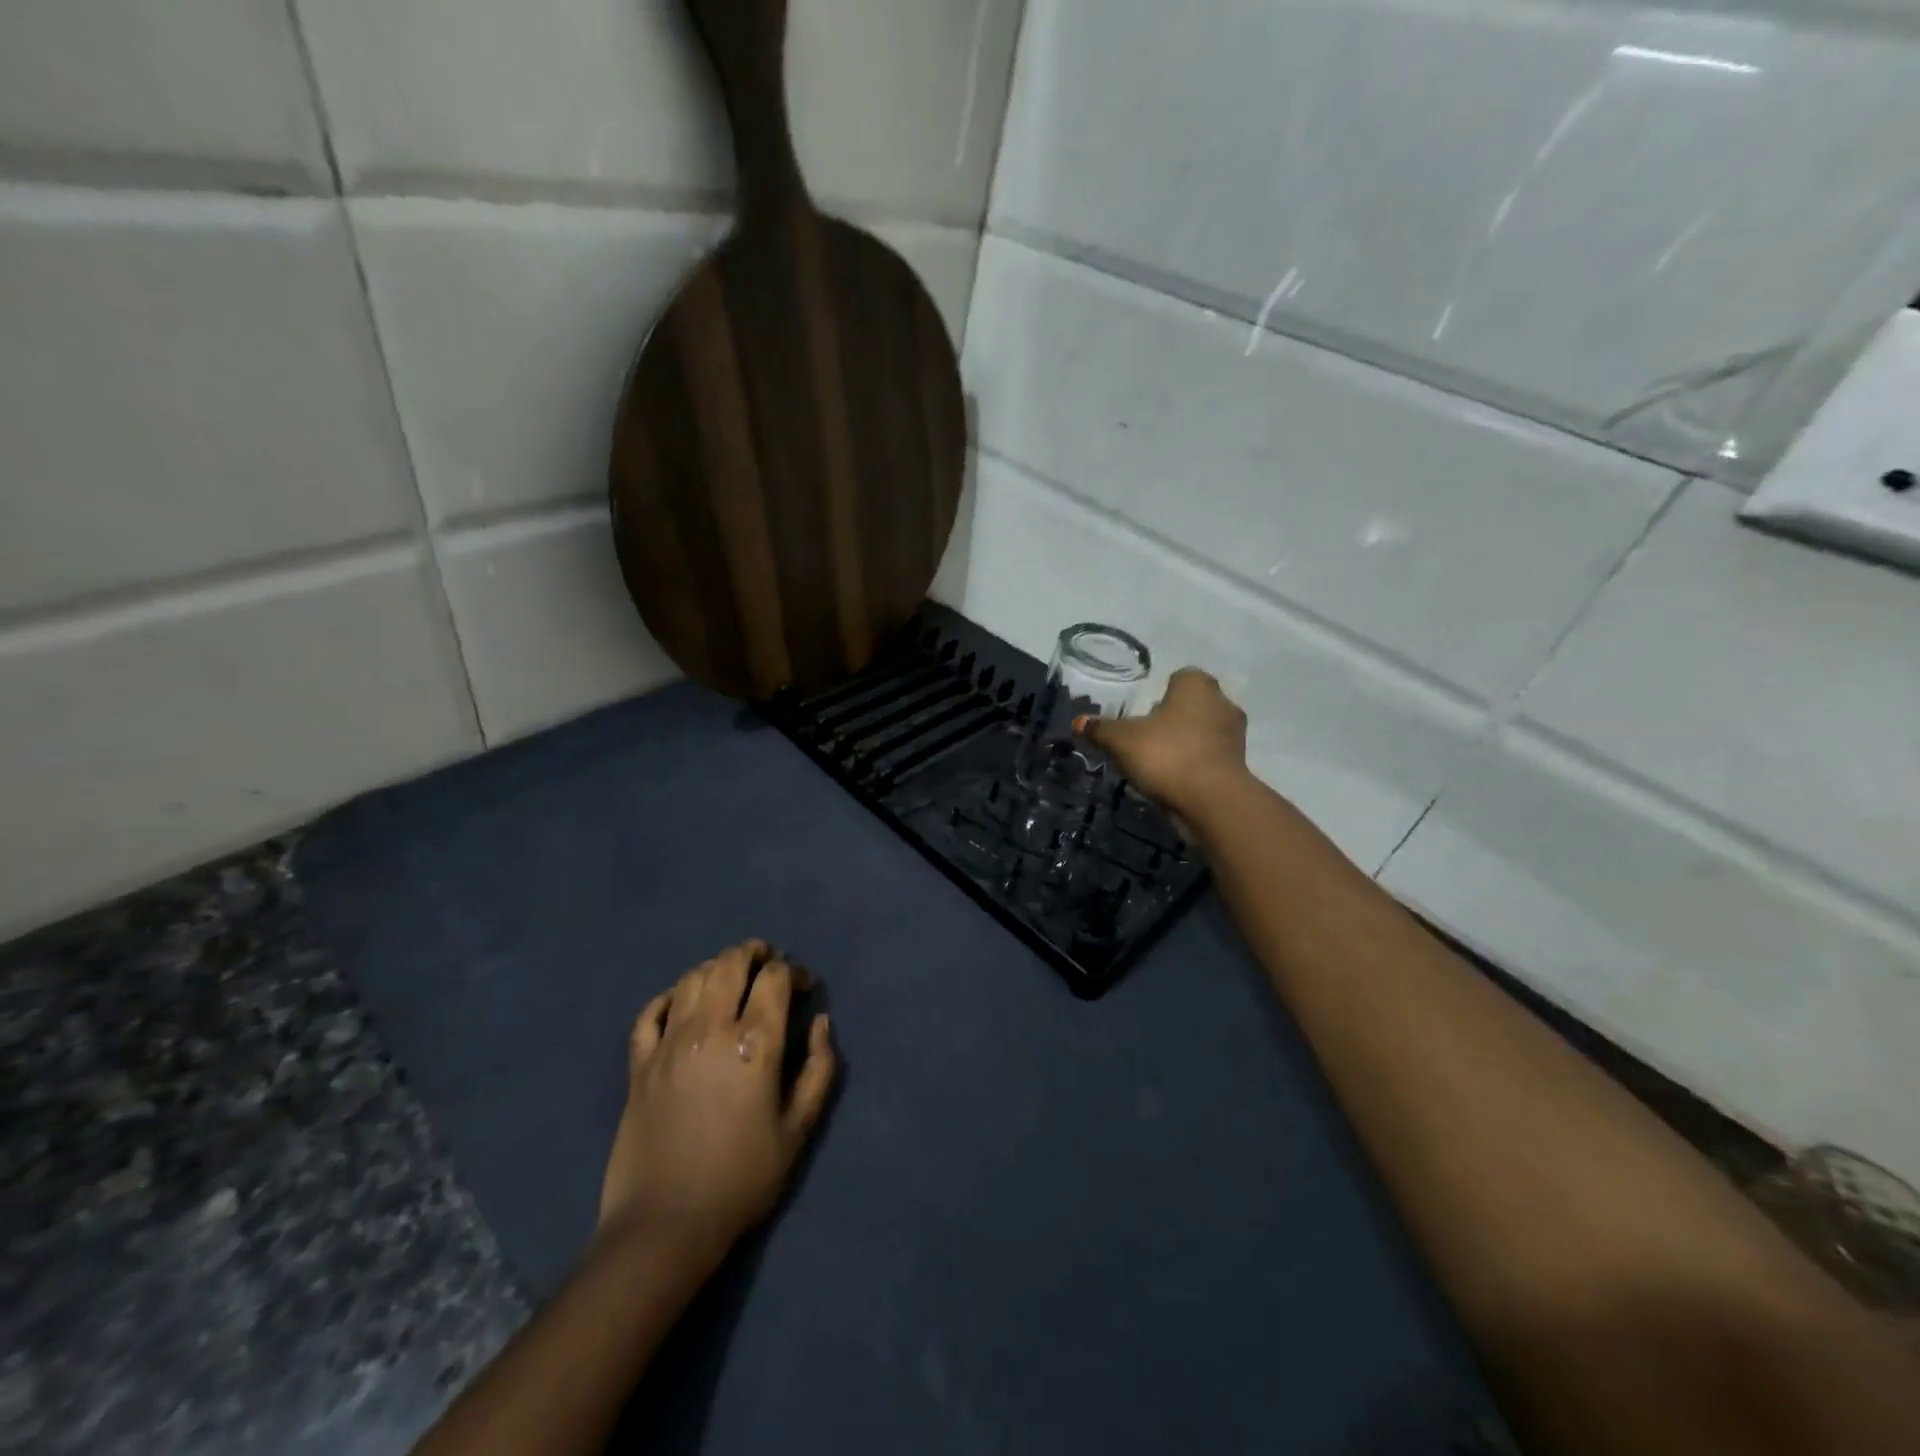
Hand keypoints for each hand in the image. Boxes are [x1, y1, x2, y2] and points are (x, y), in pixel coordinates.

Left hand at [599, 941, 836, 1259]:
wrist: (665, 1225)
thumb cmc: (742, 1178)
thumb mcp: (799, 1129)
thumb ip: (819, 1068)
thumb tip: (820, 1022)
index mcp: (755, 1043)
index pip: (775, 978)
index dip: (794, 972)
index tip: (805, 987)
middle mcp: (710, 1029)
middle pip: (731, 963)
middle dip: (754, 953)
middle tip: (768, 961)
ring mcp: (669, 1043)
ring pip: (692, 979)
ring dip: (717, 967)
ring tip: (731, 976)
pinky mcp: (639, 1063)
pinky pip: (650, 1012)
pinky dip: (668, 997)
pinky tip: (681, 1002)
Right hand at [1076, 667, 1248, 813]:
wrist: (1211, 800)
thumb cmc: (1166, 755)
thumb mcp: (1121, 740)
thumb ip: (1100, 729)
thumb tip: (1079, 722)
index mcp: (1196, 684)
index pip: (1177, 678)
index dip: (1158, 694)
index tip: (1141, 715)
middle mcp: (1222, 701)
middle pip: (1190, 705)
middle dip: (1172, 718)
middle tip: (1145, 738)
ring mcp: (1235, 734)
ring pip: (1202, 731)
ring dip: (1184, 742)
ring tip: (1158, 763)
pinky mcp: (1239, 763)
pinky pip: (1210, 756)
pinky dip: (1195, 764)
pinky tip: (1175, 780)